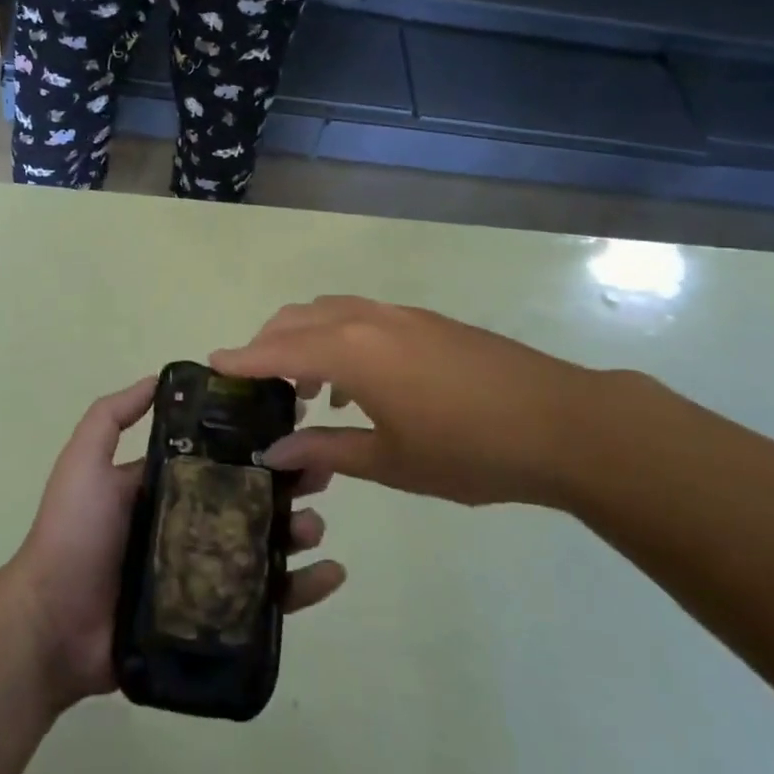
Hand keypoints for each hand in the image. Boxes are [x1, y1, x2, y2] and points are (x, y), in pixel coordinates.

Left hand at [7, 376, 345, 710]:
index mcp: (170, 484)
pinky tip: (330, 574)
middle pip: (254, 496)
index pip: (224, 454)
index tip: (293, 422)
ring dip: (299, 529)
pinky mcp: (215, 615)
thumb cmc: (72, 535)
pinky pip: (267, 600)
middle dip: (290, 482)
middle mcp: (193, 521)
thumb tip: (159, 378)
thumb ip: (110, 416)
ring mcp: (206, 570)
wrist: (51, 626)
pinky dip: (303, 588)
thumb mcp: (84, 462)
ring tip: (314, 525)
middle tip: (320, 473)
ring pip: (267, 544)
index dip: (258, 439)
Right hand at [212, 297, 649, 508]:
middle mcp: (369, 320)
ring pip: (332, 312)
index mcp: (352, 352)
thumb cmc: (469, 450)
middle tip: (258, 384)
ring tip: (306, 390)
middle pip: (299, 318)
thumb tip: (276, 451)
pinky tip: (358, 386)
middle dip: (270, 343)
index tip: (213, 364)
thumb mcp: (392, 461)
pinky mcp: (428, 321)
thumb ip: (328, 451)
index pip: (279, 349)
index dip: (243, 358)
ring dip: (307, 339)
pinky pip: (364, 318)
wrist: (561, 422)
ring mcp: (401, 315)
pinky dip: (341, 338)